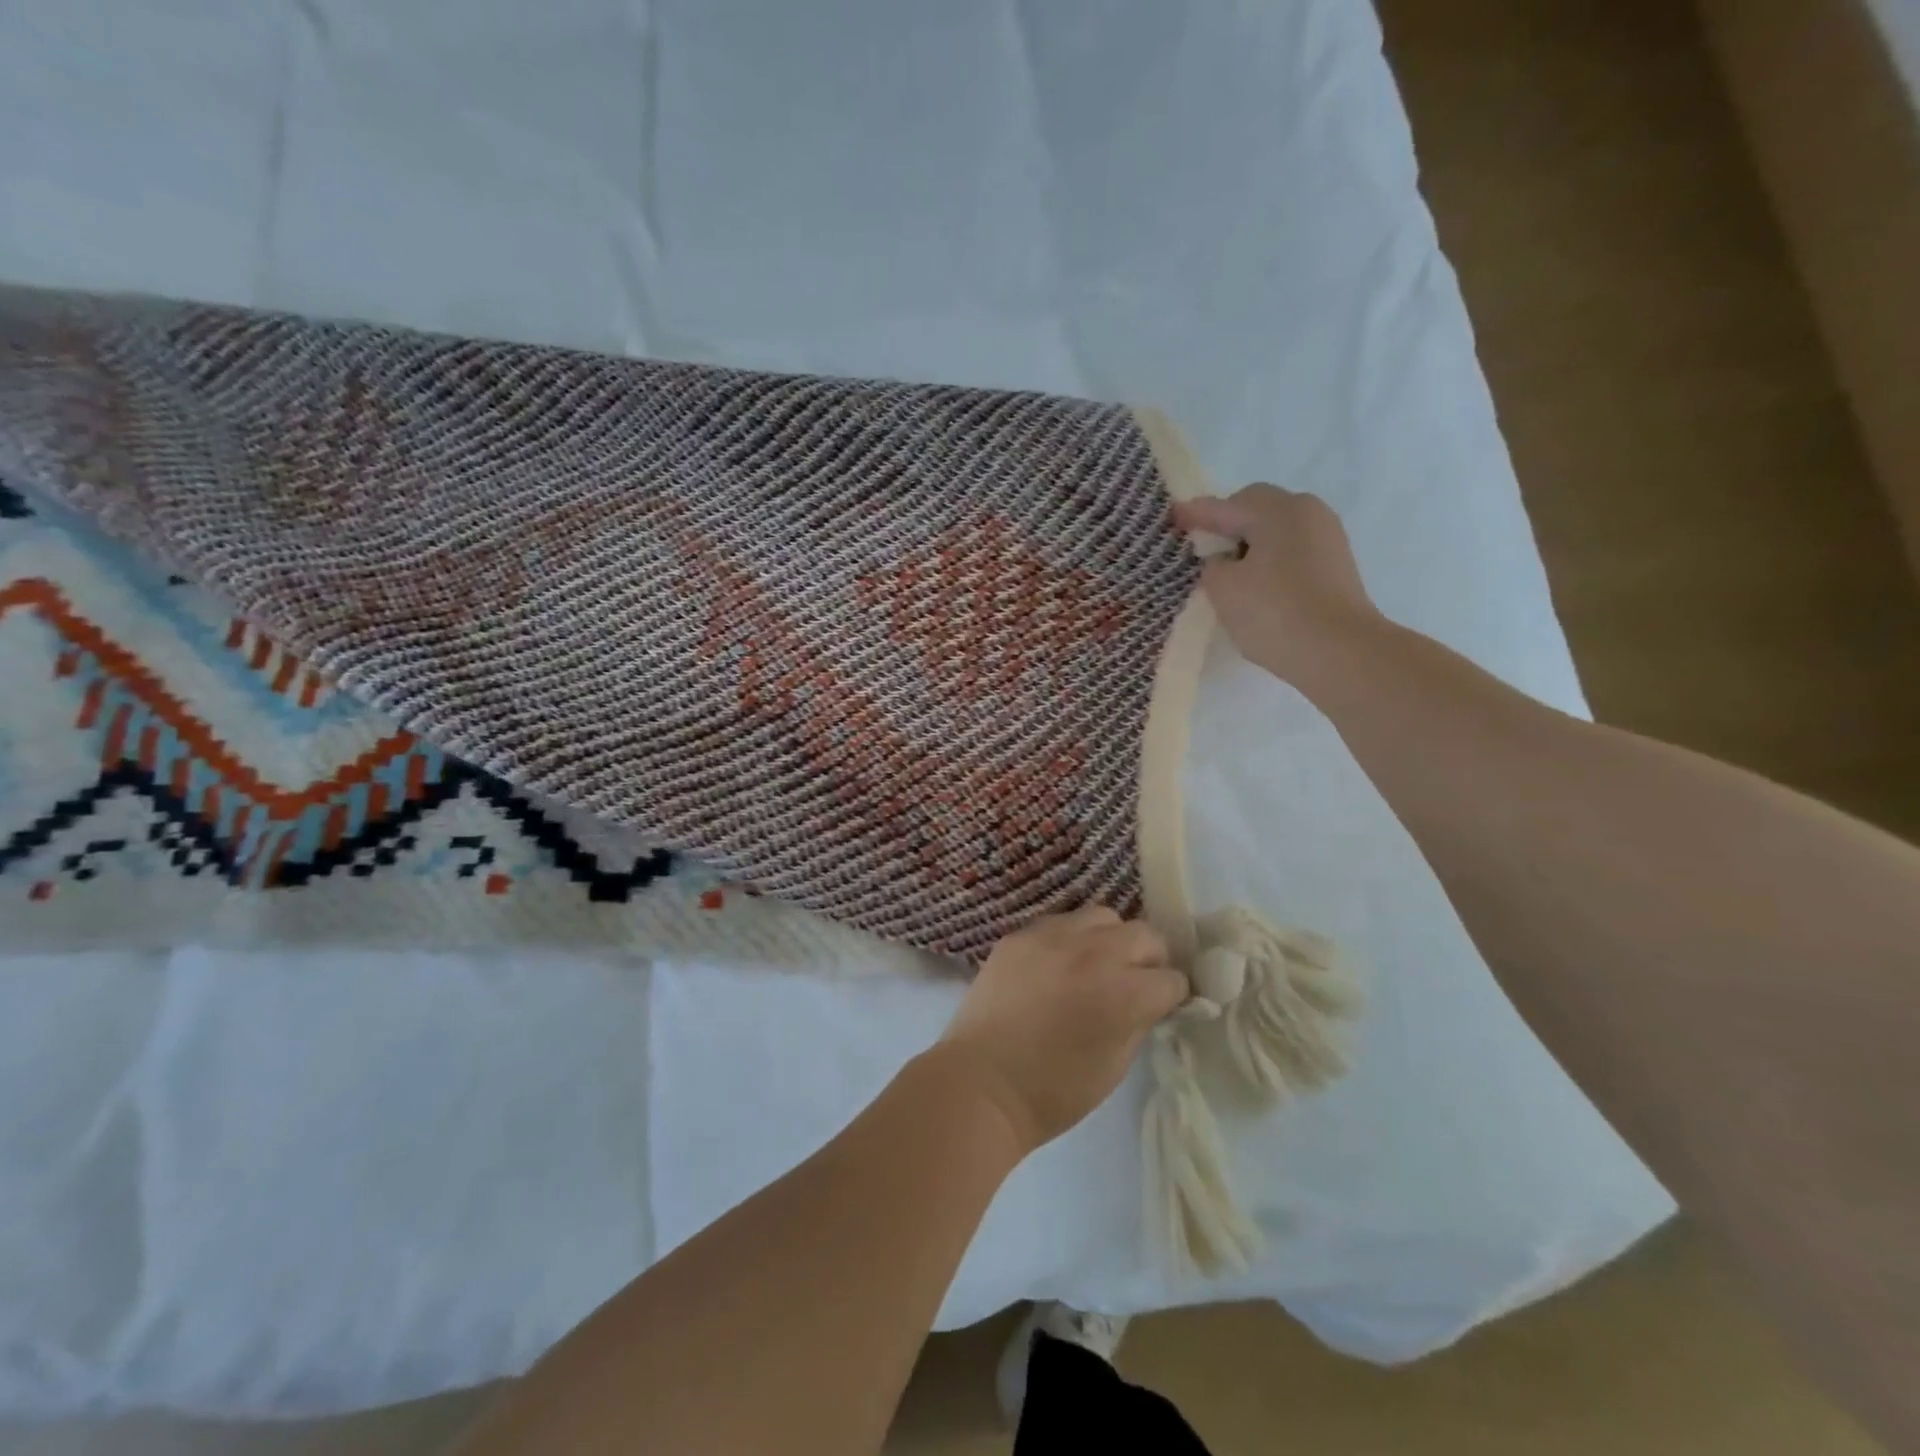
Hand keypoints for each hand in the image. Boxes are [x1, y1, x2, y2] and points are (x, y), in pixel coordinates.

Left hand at [939, 906, 1188, 1153]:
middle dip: (1149, 959)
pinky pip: (1060, 921)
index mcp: (1125, 994)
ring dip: (1111, 939)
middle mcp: (1095, 954)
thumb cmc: (1053, 1091)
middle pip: (1145, 934)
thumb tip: (1150, 1000)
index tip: (1162, 1006)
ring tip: (1097, 964)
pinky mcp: (1021, 934)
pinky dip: (1070, 939)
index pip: (1172, 978)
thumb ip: (1139, 1021)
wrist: (981, 1084)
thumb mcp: (1116, 1065)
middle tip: (1135, 982)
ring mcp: (1053, 937)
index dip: (1171, 996)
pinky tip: (1059, 963)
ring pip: (1103, 916)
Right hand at [1173, 484, 1383, 687]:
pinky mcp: (1336, 567)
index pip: (1226, 505)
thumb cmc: (1274, 612)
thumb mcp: (1223, 588)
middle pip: (1257, 510)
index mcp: (1279, 510)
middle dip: (1228, 525)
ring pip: (1277, 532)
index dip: (1196, 514)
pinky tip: (1257, 589)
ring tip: (1228, 575)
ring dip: (1250, 546)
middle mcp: (1308, 513)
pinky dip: (1270, 563)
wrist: (1340, 652)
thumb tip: (1225, 561)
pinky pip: (1292, 553)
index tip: (1173, 519)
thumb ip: (1212, 565)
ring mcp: (1328, 539)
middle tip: (1202, 549)